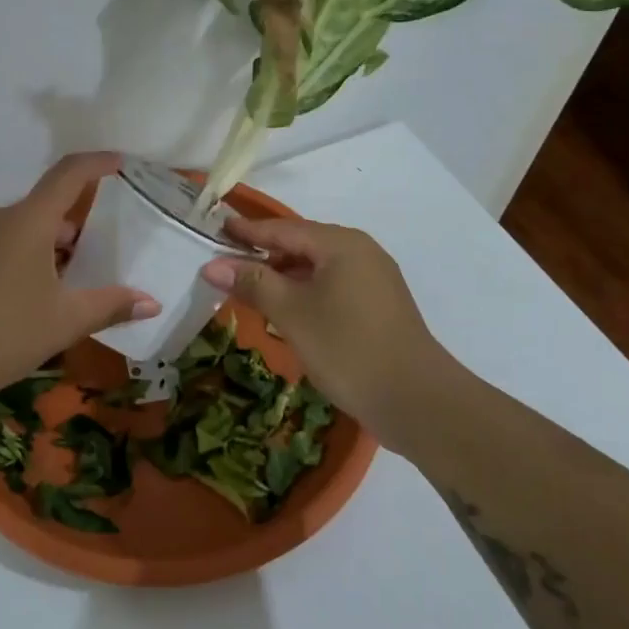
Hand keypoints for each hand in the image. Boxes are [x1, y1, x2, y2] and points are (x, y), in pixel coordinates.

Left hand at [0, 153, 160, 407]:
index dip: (97, 163)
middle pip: (45, 207)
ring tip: (70, 280)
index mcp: (27, 221)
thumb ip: (111, 306)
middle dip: (76, 223)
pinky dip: (24, 259)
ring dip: (49, 245)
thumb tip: (152, 303)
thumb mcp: (65, 321)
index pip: (68, 174)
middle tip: (102, 250)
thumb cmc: (3, 333)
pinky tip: (29, 299)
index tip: (120, 162)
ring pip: (21, 230)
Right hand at [201, 217, 460, 433]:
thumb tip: (213, 265)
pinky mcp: (379, 305)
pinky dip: (306, 292)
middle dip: (265, 255)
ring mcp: (374, 279)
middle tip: (227, 265)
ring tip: (252, 291)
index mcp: (341, 244)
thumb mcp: (292, 313)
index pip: (284, 229)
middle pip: (302, 245)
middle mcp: (361, 252)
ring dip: (284, 277)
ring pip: (318, 268)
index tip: (217, 229)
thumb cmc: (347, 347)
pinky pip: (333, 286)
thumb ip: (253, 284)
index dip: (248, 231)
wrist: (415, 399)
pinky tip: (288, 312)